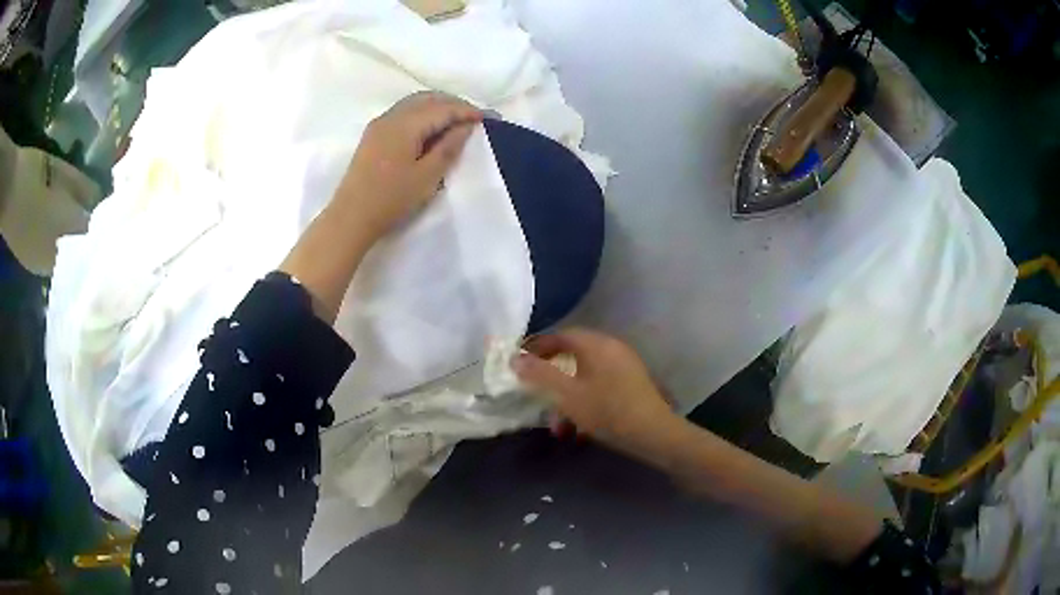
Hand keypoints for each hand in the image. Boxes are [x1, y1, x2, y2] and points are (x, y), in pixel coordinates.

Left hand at [334, 91, 481, 242]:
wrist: (351, 217)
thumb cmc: (391, 199)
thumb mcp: (427, 176)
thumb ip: (449, 147)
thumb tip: (466, 126)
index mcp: (405, 124)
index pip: (443, 108)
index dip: (468, 111)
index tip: (490, 119)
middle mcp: (391, 116)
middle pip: (428, 98)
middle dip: (454, 104)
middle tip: (475, 119)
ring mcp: (380, 124)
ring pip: (415, 103)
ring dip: (438, 107)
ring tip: (457, 123)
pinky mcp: (374, 135)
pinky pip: (404, 113)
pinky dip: (423, 114)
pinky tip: (431, 129)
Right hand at [513, 329, 677, 453]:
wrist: (654, 433)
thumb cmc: (607, 410)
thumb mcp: (567, 396)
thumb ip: (540, 375)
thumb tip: (515, 358)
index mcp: (596, 344)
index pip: (560, 336)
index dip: (537, 348)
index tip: (520, 364)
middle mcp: (611, 347)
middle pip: (572, 356)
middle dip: (552, 379)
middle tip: (537, 395)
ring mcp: (624, 364)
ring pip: (585, 375)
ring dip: (567, 397)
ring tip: (558, 425)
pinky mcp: (632, 382)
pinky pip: (600, 384)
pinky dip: (584, 400)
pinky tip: (580, 427)